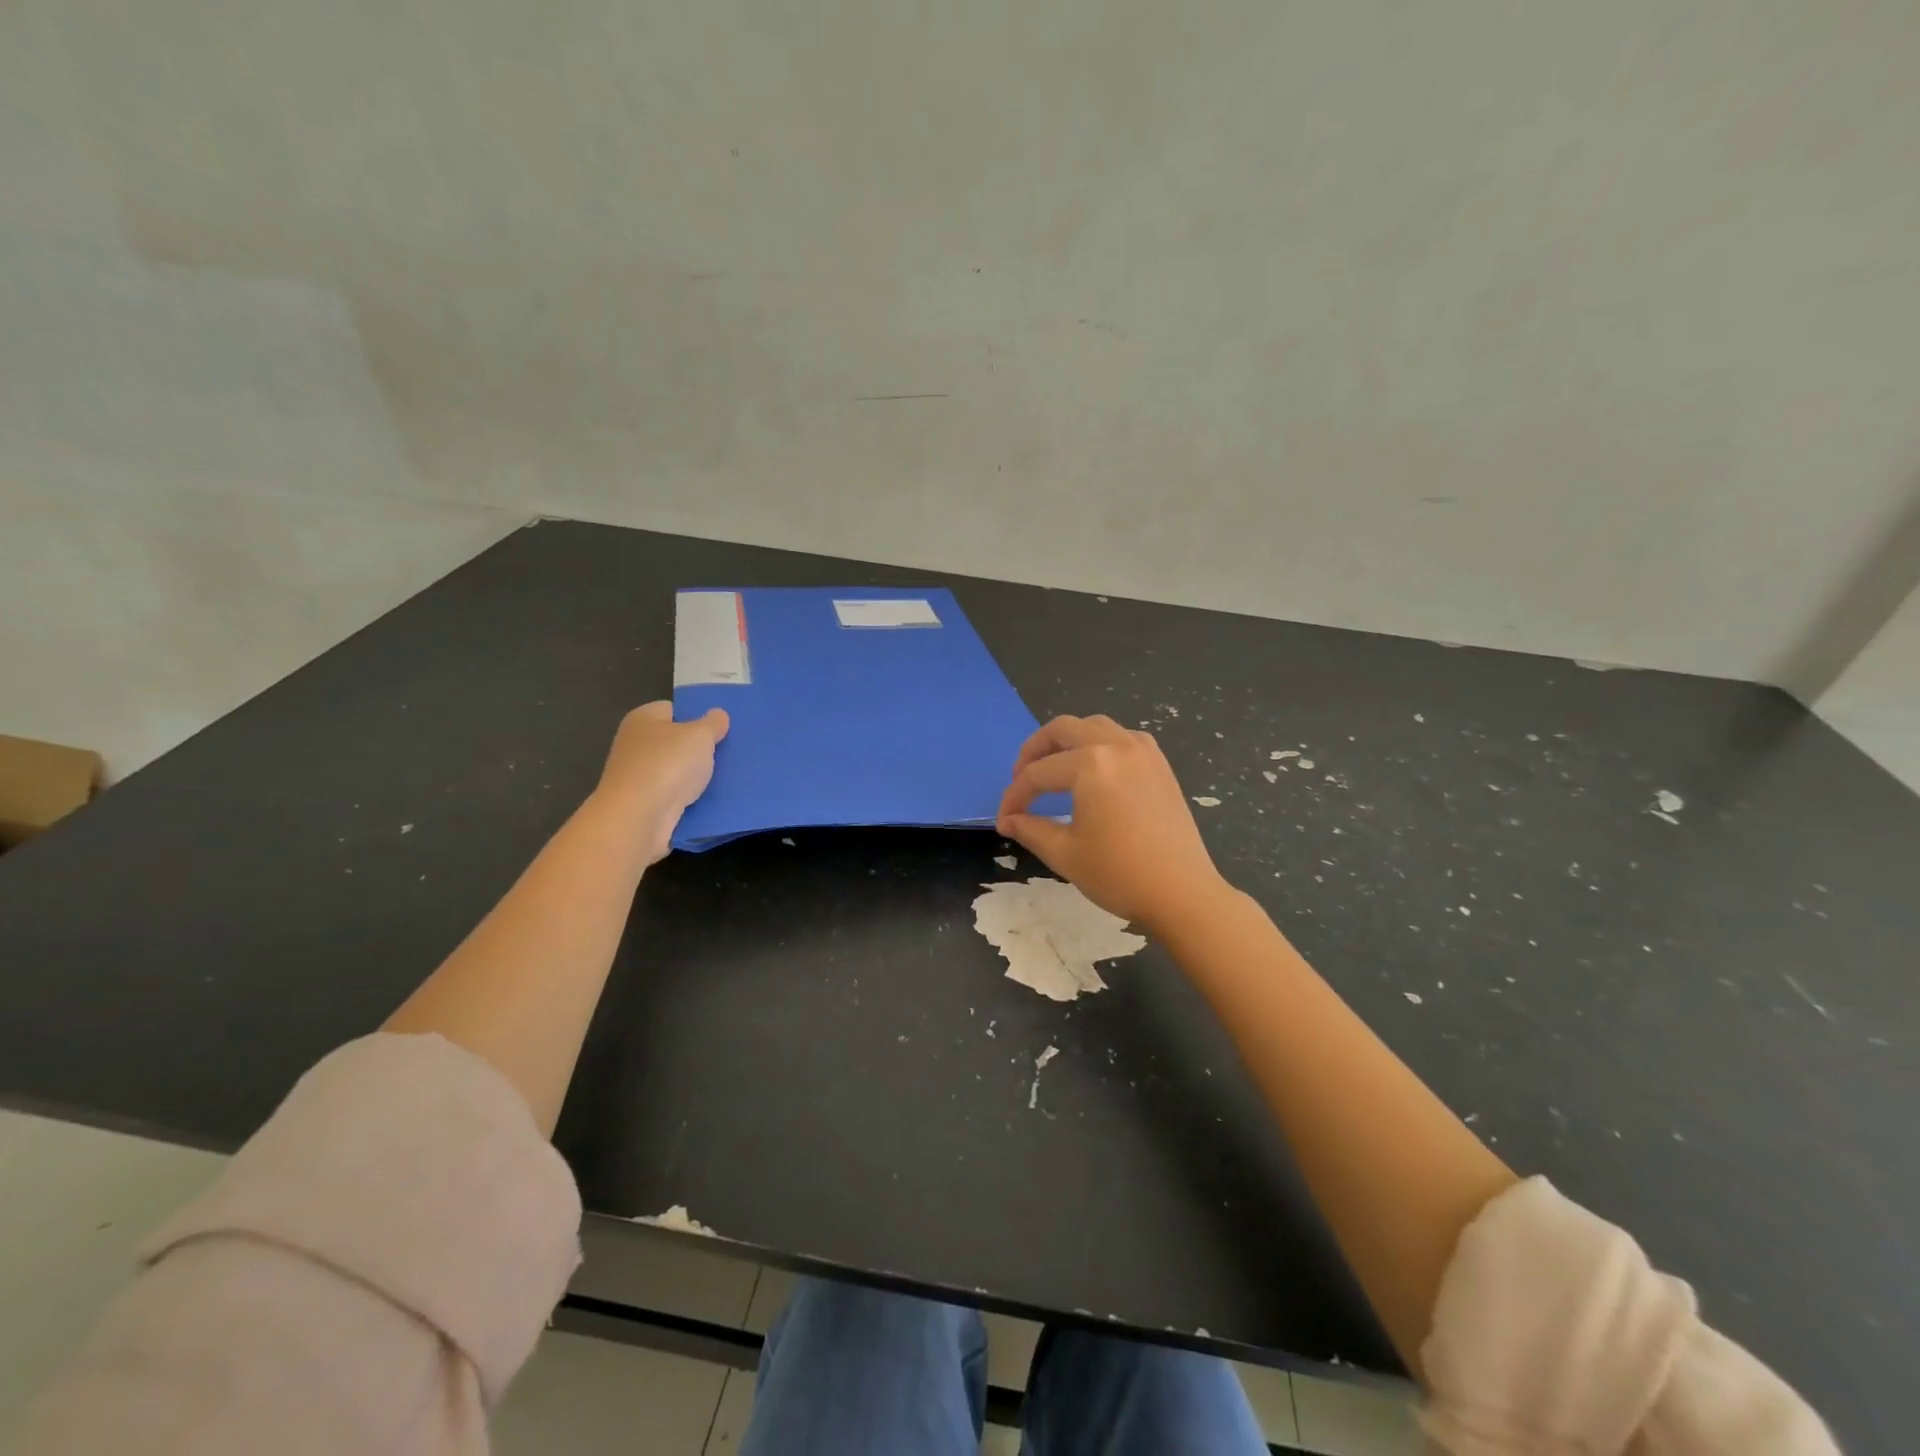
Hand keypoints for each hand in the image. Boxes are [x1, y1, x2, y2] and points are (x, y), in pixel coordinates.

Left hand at [594, 702, 728, 861]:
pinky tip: (710, 800)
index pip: (673, 710)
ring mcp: (636, 776)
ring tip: (726, 777)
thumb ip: (713, 723)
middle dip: (698, 748)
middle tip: (727, 752)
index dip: (697, 716)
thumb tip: (718, 715)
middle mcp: (634, 744)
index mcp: (642, 718)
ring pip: (675, 771)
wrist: (638, 817)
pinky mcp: (642, 804)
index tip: (719, 729)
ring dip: (695, 776)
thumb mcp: (700, 735)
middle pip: (674, 741)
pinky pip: (673, 795)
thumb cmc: (668, 764)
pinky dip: (689, 798)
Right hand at [996, 714, 1229, 933]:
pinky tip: (1093, 770)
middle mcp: (1116, 745)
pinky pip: (1121, 737)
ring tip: (1053, 767)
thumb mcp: (1065, 854)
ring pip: (1094, 725)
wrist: (1183, 893)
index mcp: (1090, 765)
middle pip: (1063, 729)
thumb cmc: (1120, 874)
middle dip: (1034, 751)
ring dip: (1067, 740)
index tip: (1004, 821)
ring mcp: (1142, 751)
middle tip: (1020, 778)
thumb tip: (1009, 821)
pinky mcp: (1160, 763)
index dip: (1014, 797)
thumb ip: (1030, 829)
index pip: (1037, 774)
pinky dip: (1099, 744)